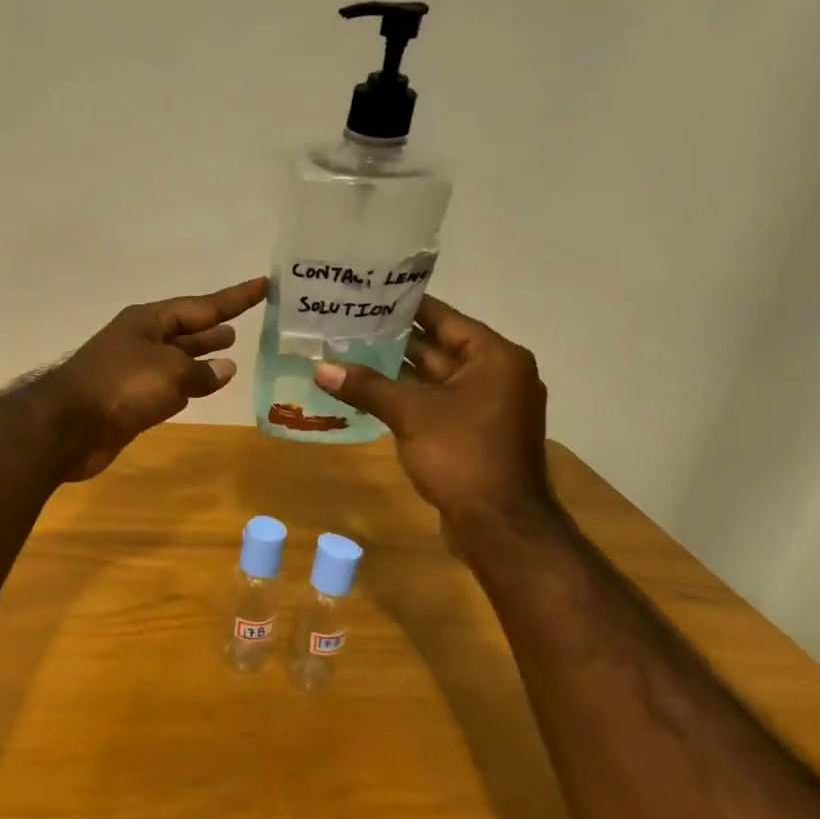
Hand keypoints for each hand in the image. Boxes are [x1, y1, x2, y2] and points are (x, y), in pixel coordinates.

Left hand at [45, 277, 267, 481]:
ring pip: (176, 359)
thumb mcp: (171, 373)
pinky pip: (166, 386)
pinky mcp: (129, 400)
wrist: (70, 427)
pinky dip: (186, 386)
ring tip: (230, 355)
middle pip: (185, 330)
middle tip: (241, 328)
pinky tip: (201, 389)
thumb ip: (201, 371)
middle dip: (212, 328)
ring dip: (200, 357)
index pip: (202, 305)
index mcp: (148, 321)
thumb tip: (224, 369)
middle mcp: (141, 340)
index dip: (235, 298)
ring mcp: (133, 370)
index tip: (263, 285)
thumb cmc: (122, 386)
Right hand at [313, 296, 557, 533]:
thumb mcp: (410, 414)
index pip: (444, 318)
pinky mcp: (474, 433)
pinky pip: (436, 403)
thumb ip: (366, 386)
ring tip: (348, 353)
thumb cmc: (462, 455)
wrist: (499, 525)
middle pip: (438, 346)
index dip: (404, 306)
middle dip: (393, 339)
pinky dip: (406, 397)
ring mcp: (487, 406)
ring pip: (434, 378)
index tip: (367, 294)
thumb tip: (320, 368)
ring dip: (396, 370)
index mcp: (494, 358)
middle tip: (348, 323)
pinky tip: (368, 392)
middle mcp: (497, 375)